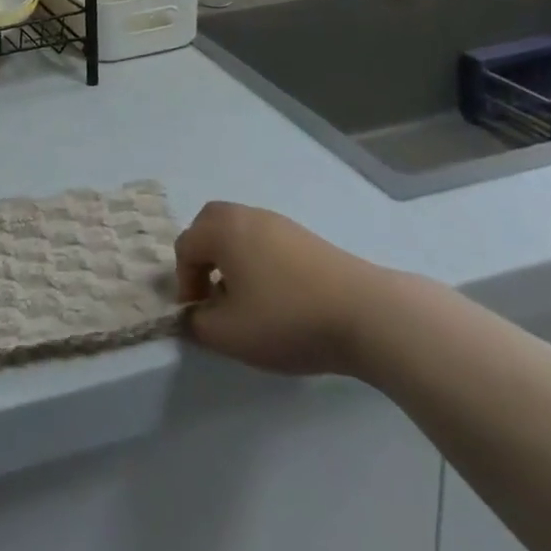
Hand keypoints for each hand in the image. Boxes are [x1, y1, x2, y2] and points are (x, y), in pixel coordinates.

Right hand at [174, 203, 388, 377]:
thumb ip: (198, 324)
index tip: (199, 315)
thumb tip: (192, 315)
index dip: (184, 282)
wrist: (366, 314)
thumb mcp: (230, 334)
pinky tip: (277, 296)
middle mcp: (247, 216)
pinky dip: (258, 260)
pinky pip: (266, 240)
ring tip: (245, 299)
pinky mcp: (306, 238)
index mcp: (223, 230)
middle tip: (212, 293)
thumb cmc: (287, 319)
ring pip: (239, 231)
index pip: (185, 246)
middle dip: (203, 257)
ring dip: (231, 259)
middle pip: (210, 224)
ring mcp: (280, 223)